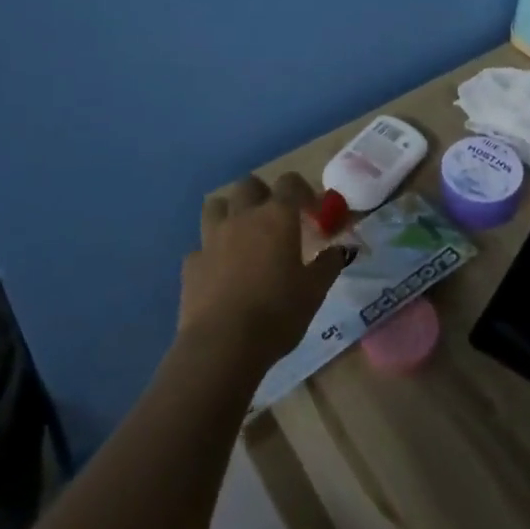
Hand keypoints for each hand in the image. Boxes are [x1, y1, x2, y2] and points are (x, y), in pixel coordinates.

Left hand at [181, 174, 344, 372]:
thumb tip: (339, 250)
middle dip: (262, 193)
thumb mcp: (314, 291)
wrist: (222, 346)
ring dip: (229, 211)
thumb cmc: (277, 313)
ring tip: (241, 233)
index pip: (289, 182)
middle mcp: (243, 217)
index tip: (310, 210)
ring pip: (216, 205)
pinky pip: (200, 246)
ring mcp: (212, 238)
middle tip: (274, 217)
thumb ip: (328, 264)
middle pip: (249, 184)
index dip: (301, 190)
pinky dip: (210, 252)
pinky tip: (219, 270)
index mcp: (277, 216)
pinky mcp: (190, 264)